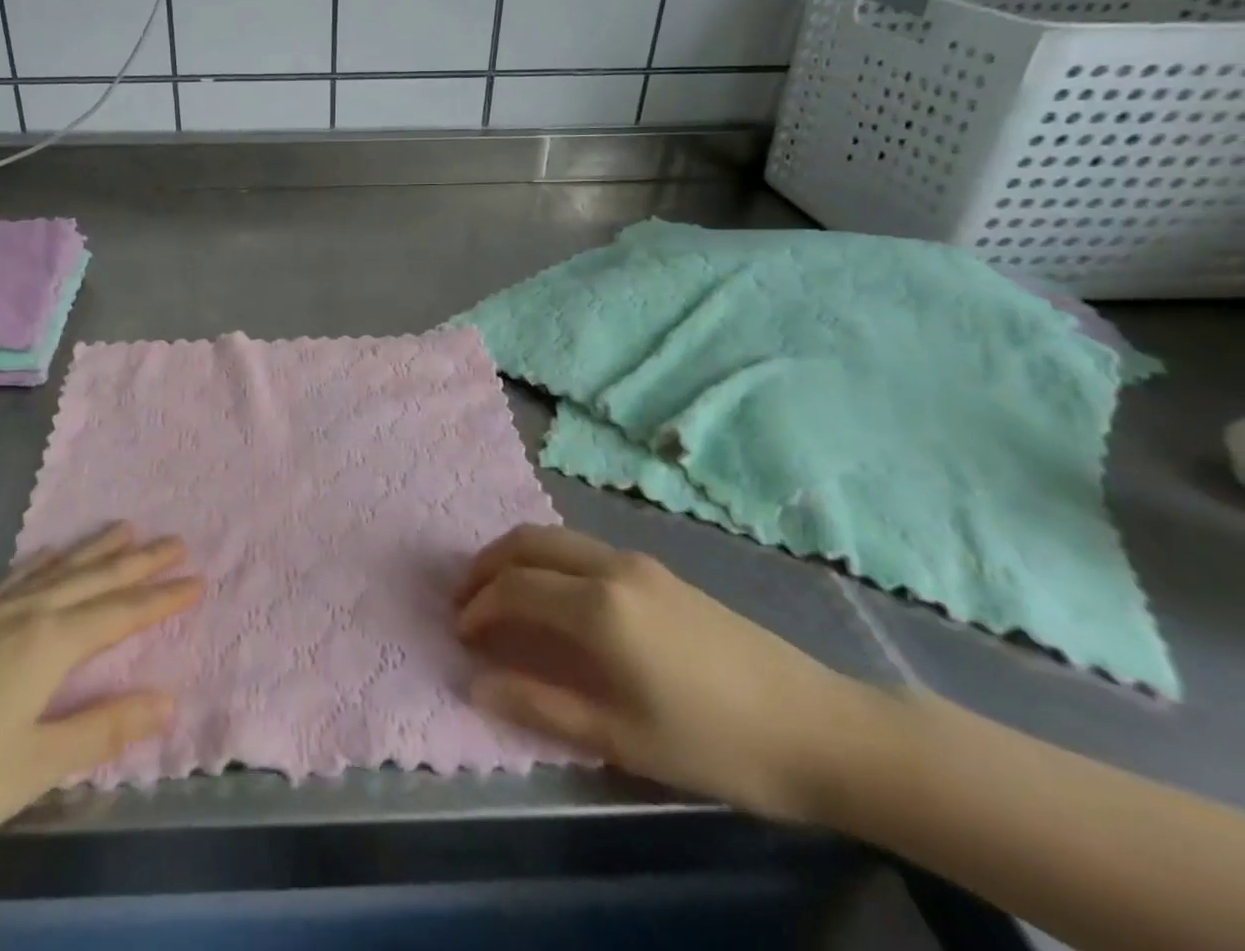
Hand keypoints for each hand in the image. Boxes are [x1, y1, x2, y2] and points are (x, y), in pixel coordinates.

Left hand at [0, 524, 200, 870]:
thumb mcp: (32, 765)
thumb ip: (102, 729)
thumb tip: (167, 699)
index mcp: (50, 644)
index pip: (121, 614)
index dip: (162, 599)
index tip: (198, 579)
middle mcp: (28, 615)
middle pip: (95, 580)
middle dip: (139, 563)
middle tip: (175, 540)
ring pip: (59, 570)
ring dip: (96, 550)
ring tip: (126, 528)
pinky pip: (17, 579)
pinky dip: (42, 562)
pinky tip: (46, 556)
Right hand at [455, 524, 875, 821]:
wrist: (820, 728)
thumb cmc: (717, 744)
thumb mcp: (622, 739)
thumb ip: (541, 706)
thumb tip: (475, 684)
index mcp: (598, 607)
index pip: (514, 589)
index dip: (478, 607)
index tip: (460, 635)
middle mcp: (610, 567)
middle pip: (527, 543)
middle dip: (486, 565)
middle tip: (463, 600)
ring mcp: (636, 562)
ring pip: (555, 537)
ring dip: (516, 557)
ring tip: (498, 594)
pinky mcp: (657, 569)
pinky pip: (581, 547)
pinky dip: (547, 558)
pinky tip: (552, 595)